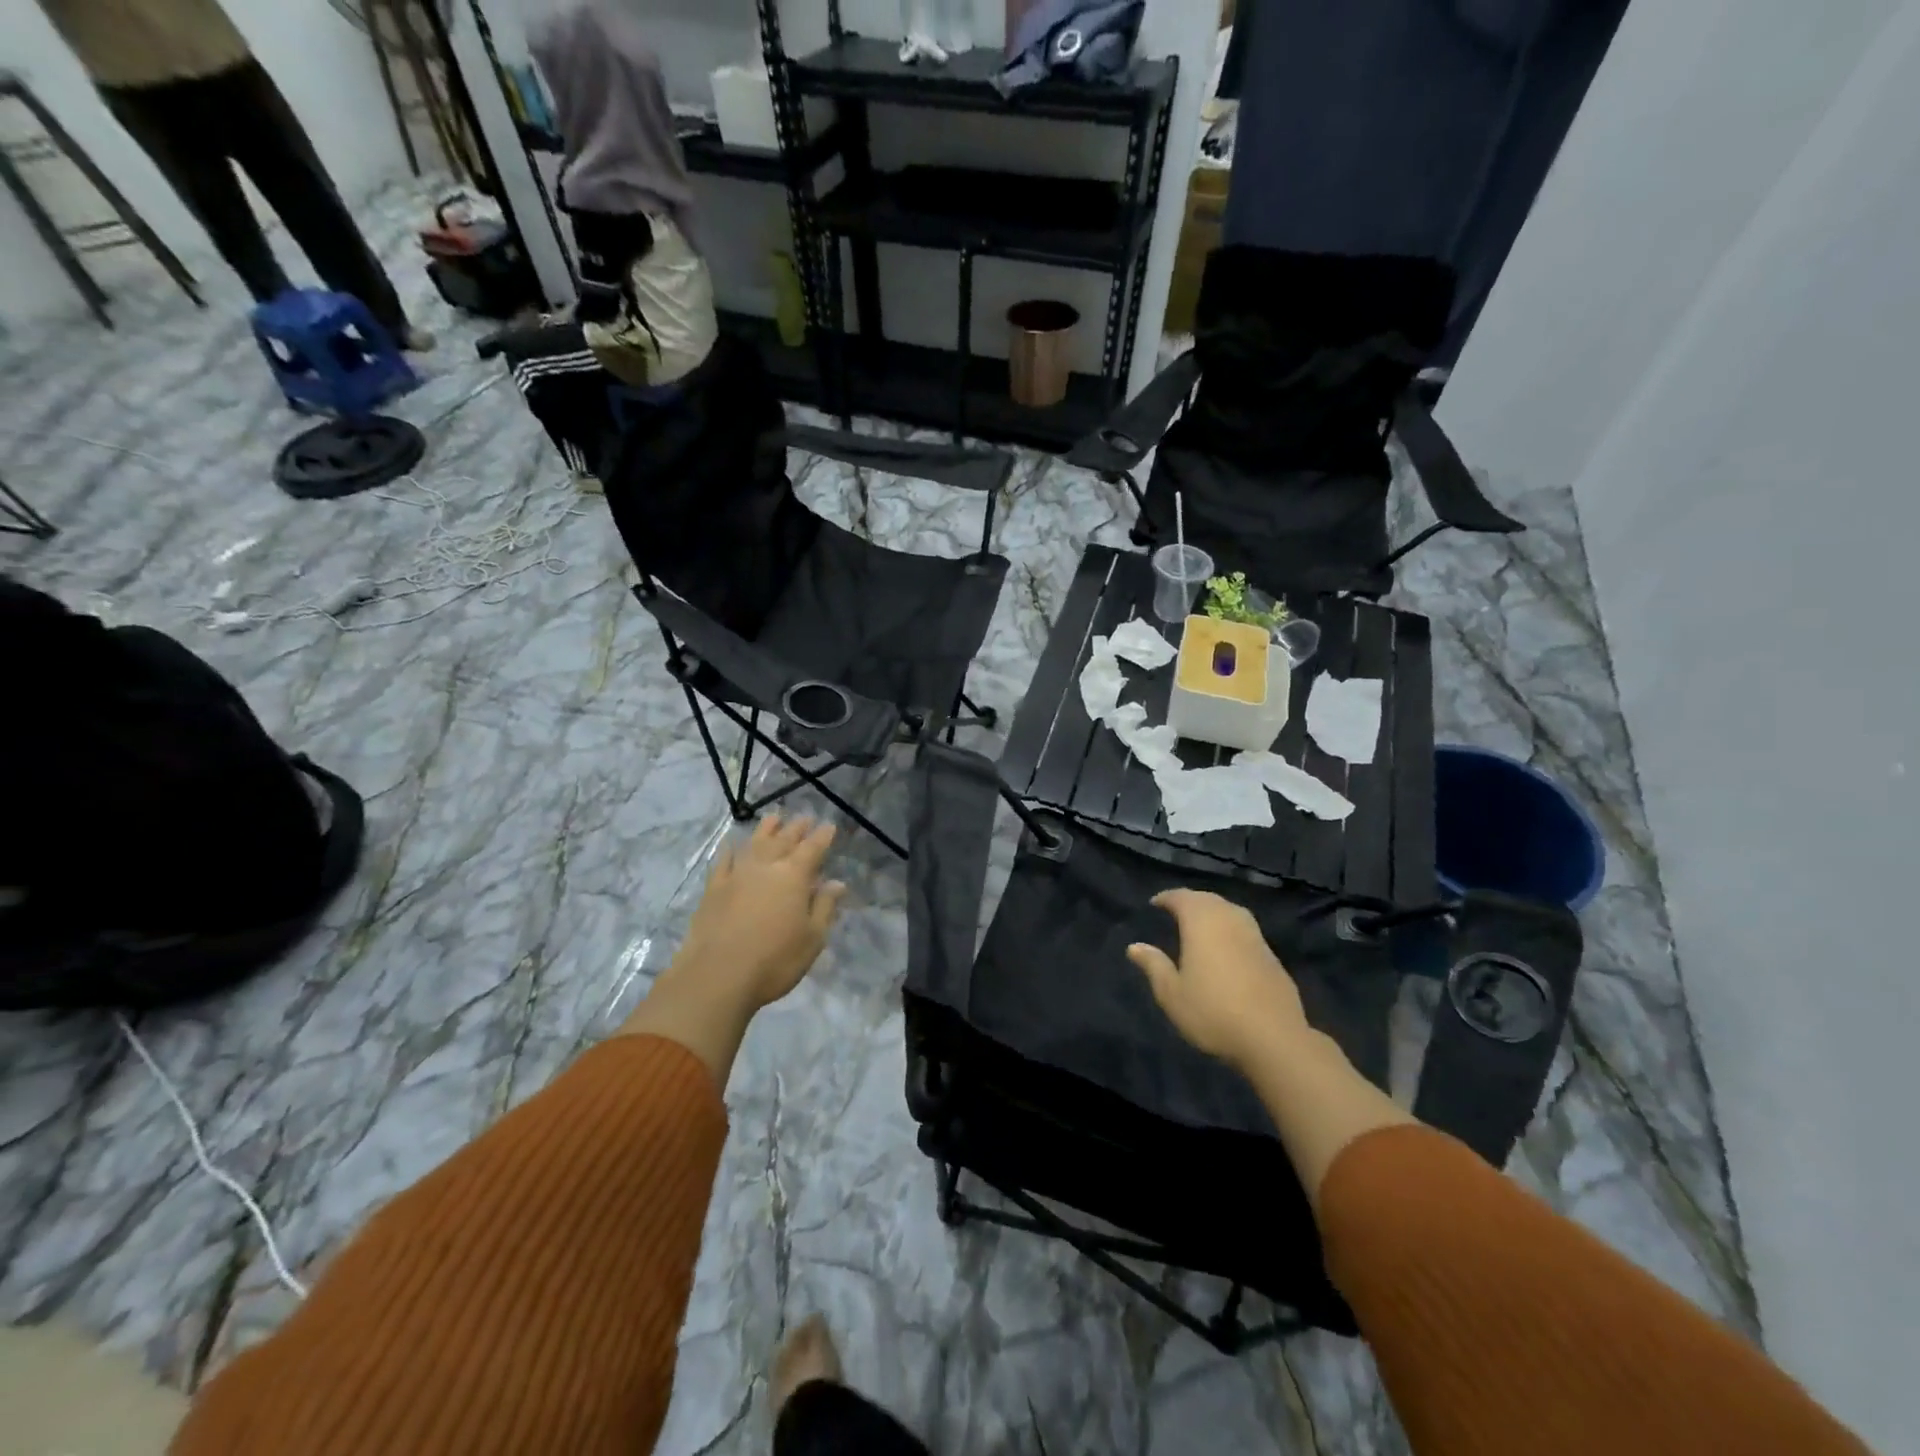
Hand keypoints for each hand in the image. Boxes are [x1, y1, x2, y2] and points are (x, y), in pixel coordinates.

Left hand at [673, 814, 846, 1010]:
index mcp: (794, 876)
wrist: (717, 976)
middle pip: (784, 840)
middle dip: (797, 828)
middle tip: (805, 817)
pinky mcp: (713, 889)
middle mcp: (766, 867)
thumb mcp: (812, 938)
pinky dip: (730, 849)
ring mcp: (737, 875)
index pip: (813, 849)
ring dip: (766, 829)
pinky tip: (732, 844)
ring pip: (754, 843)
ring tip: (774, 818)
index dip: (822, 837)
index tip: (829, 826)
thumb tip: (836, 883)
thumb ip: (824, 907)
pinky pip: (724, 861)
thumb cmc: (774, 960)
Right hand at [1127, 889, 1312, 1074]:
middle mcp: (1229, 920)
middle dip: (1191, 901)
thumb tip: (1134, 946)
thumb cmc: (1213, 1012)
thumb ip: (1154, 966)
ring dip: (1213, 911)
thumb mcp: (1172, 994)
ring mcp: (1255, 936)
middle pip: (1208, 899)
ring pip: (1230, 911)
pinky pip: (1245, 929)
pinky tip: (1227, 946)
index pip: (1182, 898)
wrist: (1274, 1038)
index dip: (1167, 898)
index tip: (1155, 903)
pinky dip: (1230, 928)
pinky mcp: (1272, 955)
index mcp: (1202, 923)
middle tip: (1175, 910)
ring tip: (1200, 924)